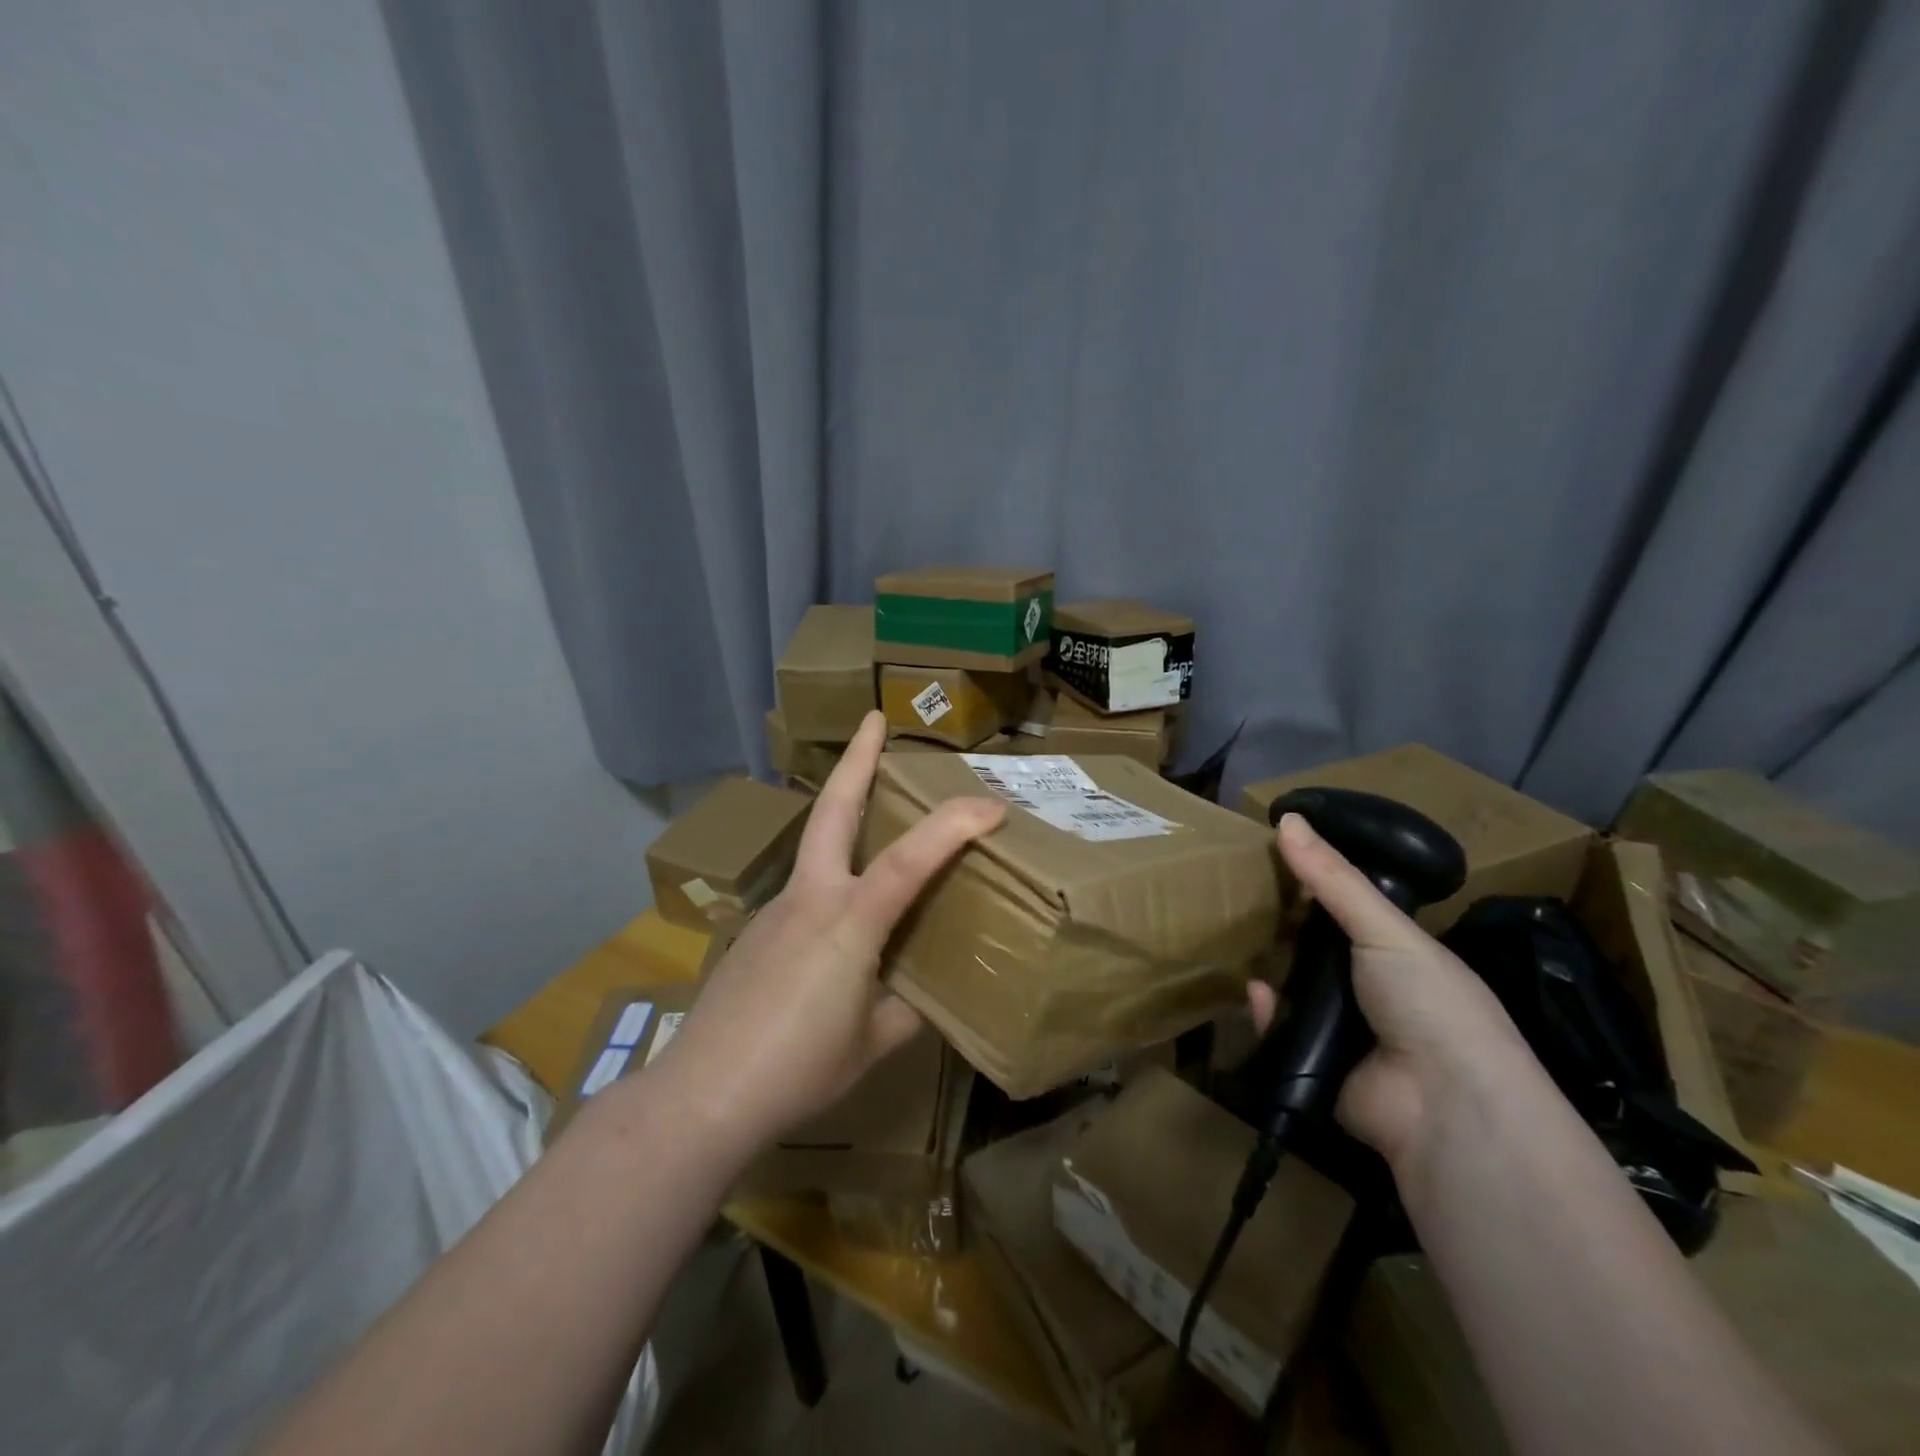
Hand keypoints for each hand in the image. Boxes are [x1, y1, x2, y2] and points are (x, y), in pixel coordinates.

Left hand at [650, 712, 1004, 1149]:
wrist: (703, 1093)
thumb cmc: (797, 1069)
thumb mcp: (872, 1043)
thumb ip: (906, 1009)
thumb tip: (923, 994)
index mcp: (849, 921)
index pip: (912, 857)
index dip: (955, 824)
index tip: (993, 806)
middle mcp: (811, 898)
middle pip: (833, 809)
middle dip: (856, 759)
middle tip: (872, 720)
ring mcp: (777, 910)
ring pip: (818, 848)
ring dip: (845, 817)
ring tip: (878, 820)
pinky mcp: (756, 932)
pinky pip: (806, 891)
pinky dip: (832, 880)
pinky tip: (839, 923)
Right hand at [1245, 812, 1530, 1172]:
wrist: (1443, 1104)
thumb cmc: (1428, 1001)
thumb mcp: (1384, 928)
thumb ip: (1333, 878)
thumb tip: (1286, 818)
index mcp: (1398, 953)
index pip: (1348, 909)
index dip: (1313, 885)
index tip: (1271, 857)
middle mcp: (1370, 989)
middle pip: (1313, 948)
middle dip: (1280, 926)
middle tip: (1238, 896)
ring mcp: (1343, 1029)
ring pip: (1292, 988)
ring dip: (1268, 968)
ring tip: (1231, 935)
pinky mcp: (1314, 1063)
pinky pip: (1278, 1031)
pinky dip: (1265, 1013)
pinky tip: (1255, 993)